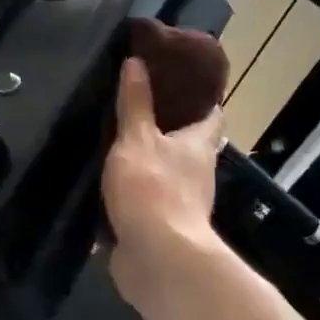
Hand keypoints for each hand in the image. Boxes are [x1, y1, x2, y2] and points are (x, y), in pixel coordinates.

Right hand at [103, 56, 223, 311]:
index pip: (211, 113)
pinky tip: (108, 183)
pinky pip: (146, 201)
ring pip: (167, 173)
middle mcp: (197, 172)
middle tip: (138, 106)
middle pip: (189, 144)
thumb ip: (135, 103)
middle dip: (169, 128)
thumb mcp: (137, 138)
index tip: (180, 80)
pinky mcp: (160, 227)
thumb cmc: (153, 188)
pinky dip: (133, 192)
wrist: (158, 257)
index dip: (200, 96)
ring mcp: (181, 203)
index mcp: (199, 145)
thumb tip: (137, 61)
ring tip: (117, 141)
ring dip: (149, 161)